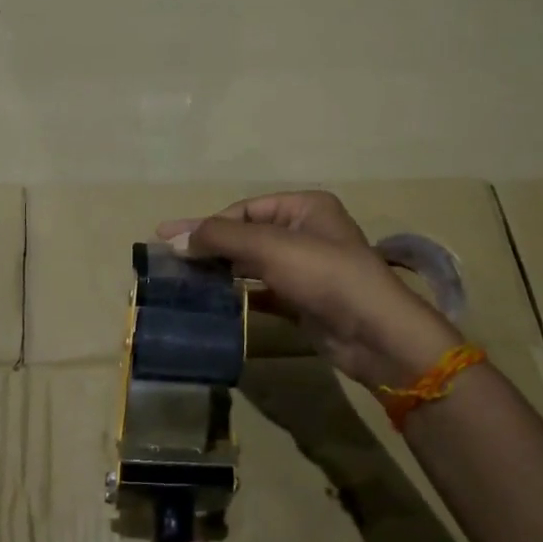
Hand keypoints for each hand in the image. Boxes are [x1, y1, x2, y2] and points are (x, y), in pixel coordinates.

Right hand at [157, 190, 460, 390]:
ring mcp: (306, 269)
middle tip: (168, 259)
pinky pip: (263, 292)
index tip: (167, 238)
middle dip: (210, 246)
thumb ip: (222, 237)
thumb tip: (176, 237)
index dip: (207, 223)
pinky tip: (213, 301)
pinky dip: (239, 294)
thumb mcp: (270, 247)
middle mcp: (306, 232)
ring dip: (221, 270)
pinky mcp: (303, 301)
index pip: (245, 209)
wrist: (374, 333)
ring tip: (183, 280)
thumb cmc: (324, 275)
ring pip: (253, 264)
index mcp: (306, 207)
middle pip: (247, 235)